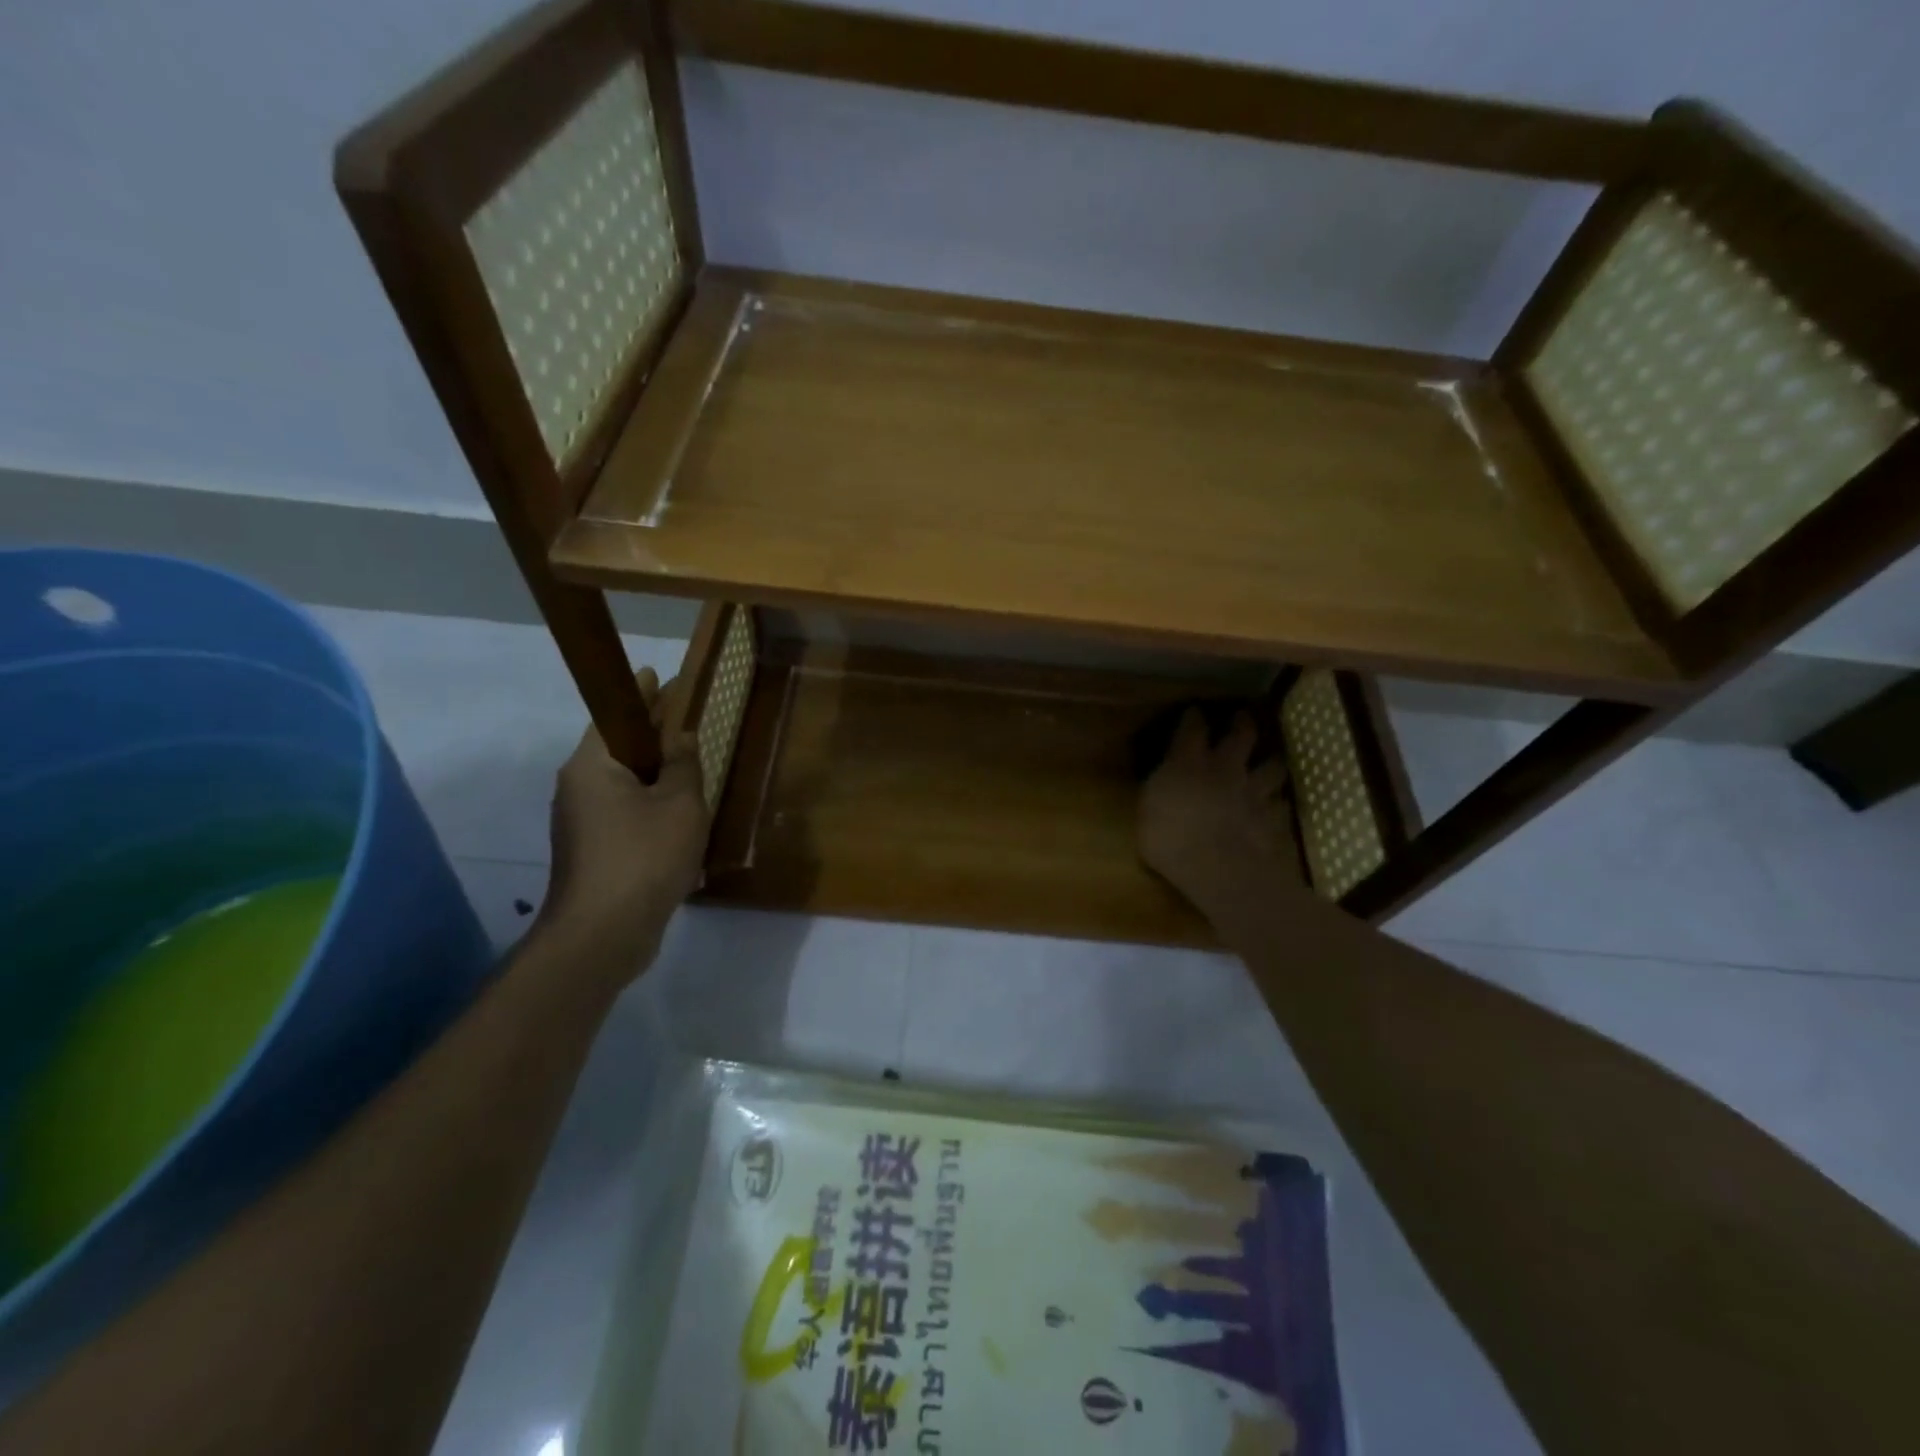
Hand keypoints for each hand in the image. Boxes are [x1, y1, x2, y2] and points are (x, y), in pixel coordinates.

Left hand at [541, 669, 709, 976]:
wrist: (603, 934)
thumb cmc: (643, 856)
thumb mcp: (679, 804)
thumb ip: (683, 765)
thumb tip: (681, 737)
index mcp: (592, 766)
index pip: (615, 716)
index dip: (639, 695)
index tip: (655, 675)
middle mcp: (578, 788)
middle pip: (618, 750)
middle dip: (650, 735)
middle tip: (683, 719)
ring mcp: (581, 824)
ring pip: (623, 786)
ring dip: (654, 776)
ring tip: (688, 768)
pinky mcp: (592, 853)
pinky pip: (625, 815)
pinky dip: (650, 807)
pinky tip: (679, 819)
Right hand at [1138, 708, 1300, 917]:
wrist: (1215, 866)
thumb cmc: (1167, 838)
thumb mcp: (1147, 809)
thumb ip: (1159, 789)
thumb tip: (1163, 780)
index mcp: (1188, 762)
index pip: (1192, 728)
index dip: (1193, 718)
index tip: (1194, 711)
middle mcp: (1224, 768)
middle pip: (1241, 736)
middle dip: (1242, 723)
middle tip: (1243, 717)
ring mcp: (1251, 791)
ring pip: (1271, 766)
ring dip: (1272, 761)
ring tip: (1272, 759)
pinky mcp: (1269, 816)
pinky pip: (1280, 804)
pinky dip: (1278, 803)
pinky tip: (1277, 805)